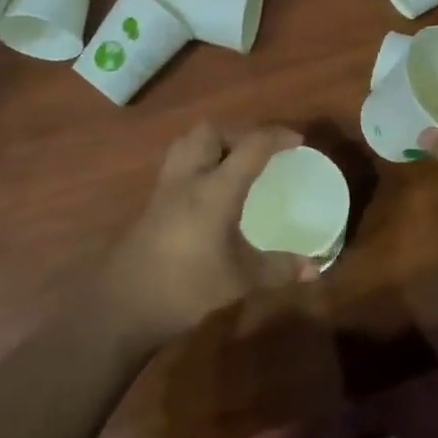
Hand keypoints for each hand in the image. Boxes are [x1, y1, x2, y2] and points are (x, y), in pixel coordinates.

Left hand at [97, 122, 317, 346]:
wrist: (124, 305)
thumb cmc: (186, 286)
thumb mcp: (240, 280)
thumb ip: (278, 268)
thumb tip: (314, 269)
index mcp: (215, 189)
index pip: (250, 146)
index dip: (276, 137)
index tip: (297, 141)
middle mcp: (189, 178)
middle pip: (210, 132)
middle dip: (238, 133)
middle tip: (258, 153)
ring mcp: (165, 188)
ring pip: (187, 143)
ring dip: (213, 143)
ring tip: (233, 164)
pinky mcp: (152, 203)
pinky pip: (177, 165)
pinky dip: (197, 164)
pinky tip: (208, 191)